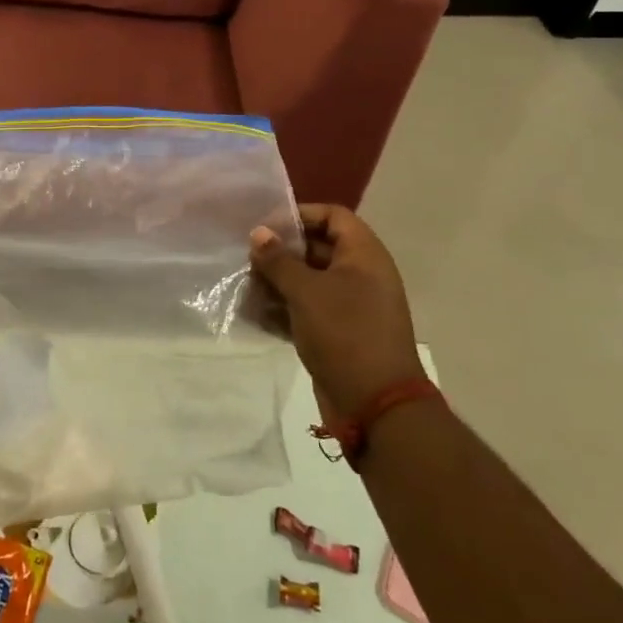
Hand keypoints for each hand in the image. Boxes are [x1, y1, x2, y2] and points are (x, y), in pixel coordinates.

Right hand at [249, 205, 422, 420]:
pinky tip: (255, 316)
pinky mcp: (340, 334)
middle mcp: (361, 275)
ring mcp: (351, 306)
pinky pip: (308, 310)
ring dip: (277, 283)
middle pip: (317, 248)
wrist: (376, 406)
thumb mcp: (306, 292)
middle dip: (281, 253)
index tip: (266, 227)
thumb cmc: (345, 334)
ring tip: (246, 289)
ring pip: (309, 281)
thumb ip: (279, 260)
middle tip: (248, 259)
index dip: (300, 215)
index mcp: (364, 255)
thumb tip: (258, 233)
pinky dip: (284, 310)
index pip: (333, 216)